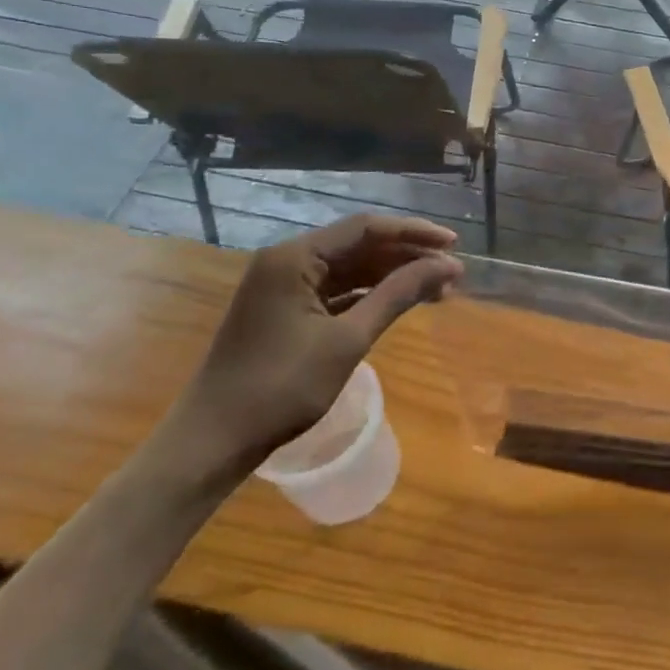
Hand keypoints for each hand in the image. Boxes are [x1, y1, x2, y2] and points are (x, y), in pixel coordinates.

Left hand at [158, 215, 461, 480]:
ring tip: (438, 290)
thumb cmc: (281, 387)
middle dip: (408, 257)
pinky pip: (337, 290)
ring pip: (351, 269)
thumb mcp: (348, 340)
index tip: (454, 246)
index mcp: (294, 257)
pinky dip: (371, 295)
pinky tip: (401, 303)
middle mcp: (287, 261)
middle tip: (452, 274)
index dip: (414, 233)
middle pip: (359, 245)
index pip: (366, 228)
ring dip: (393, 276)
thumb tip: (448, 267)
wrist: (214, 442)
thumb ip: (398, 296)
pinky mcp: (286, 311)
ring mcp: (284, 286)